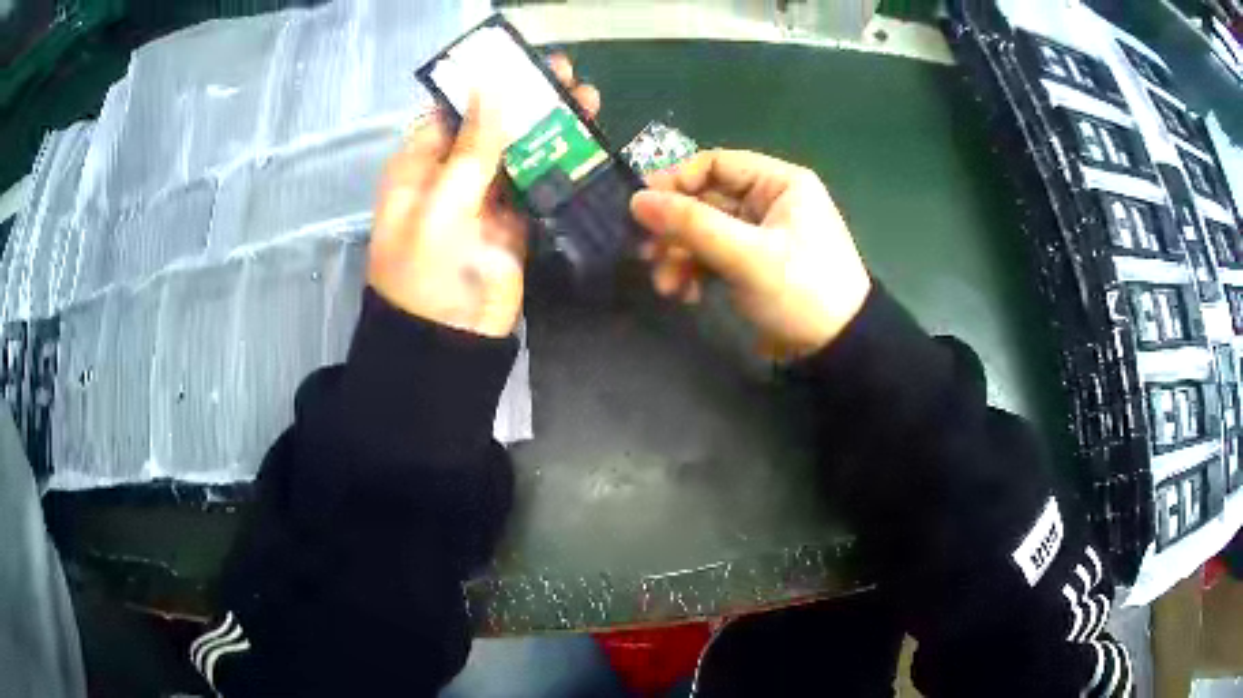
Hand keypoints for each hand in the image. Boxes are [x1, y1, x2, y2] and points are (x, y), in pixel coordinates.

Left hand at [369, 54, 599, 336]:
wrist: (448, 343)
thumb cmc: (427, 272)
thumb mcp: (442, 205)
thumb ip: (472, 148)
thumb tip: (491, 86)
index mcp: (419, 166)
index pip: (452, 110)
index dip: (486, 84)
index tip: (524, 62)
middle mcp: (449, 175)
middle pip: (490, 125)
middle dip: (526, 99)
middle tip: (566, 74)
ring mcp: (483, 199)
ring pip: (518, 150)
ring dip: (550, 125)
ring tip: (587, 99)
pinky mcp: (513, 222)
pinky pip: (537, 183)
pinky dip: (560, 162)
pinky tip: (586, 141)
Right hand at [630, 150, 870, 359]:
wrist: (838, 350)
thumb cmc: (801, 291)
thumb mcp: (746, 255)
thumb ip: (691, 224)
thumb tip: (636, 200)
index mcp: (779, 183)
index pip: (716, 164)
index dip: (676, 181)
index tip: (642, 208)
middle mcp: (769, 201)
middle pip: (707, 201)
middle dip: (675, 229)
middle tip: (645, 253)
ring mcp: (762, 234)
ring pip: (706, 232)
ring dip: (680, 255)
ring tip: (665, 285)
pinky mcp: (755, 264)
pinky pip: (715, 256)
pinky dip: (696, 272)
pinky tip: (686, 295)